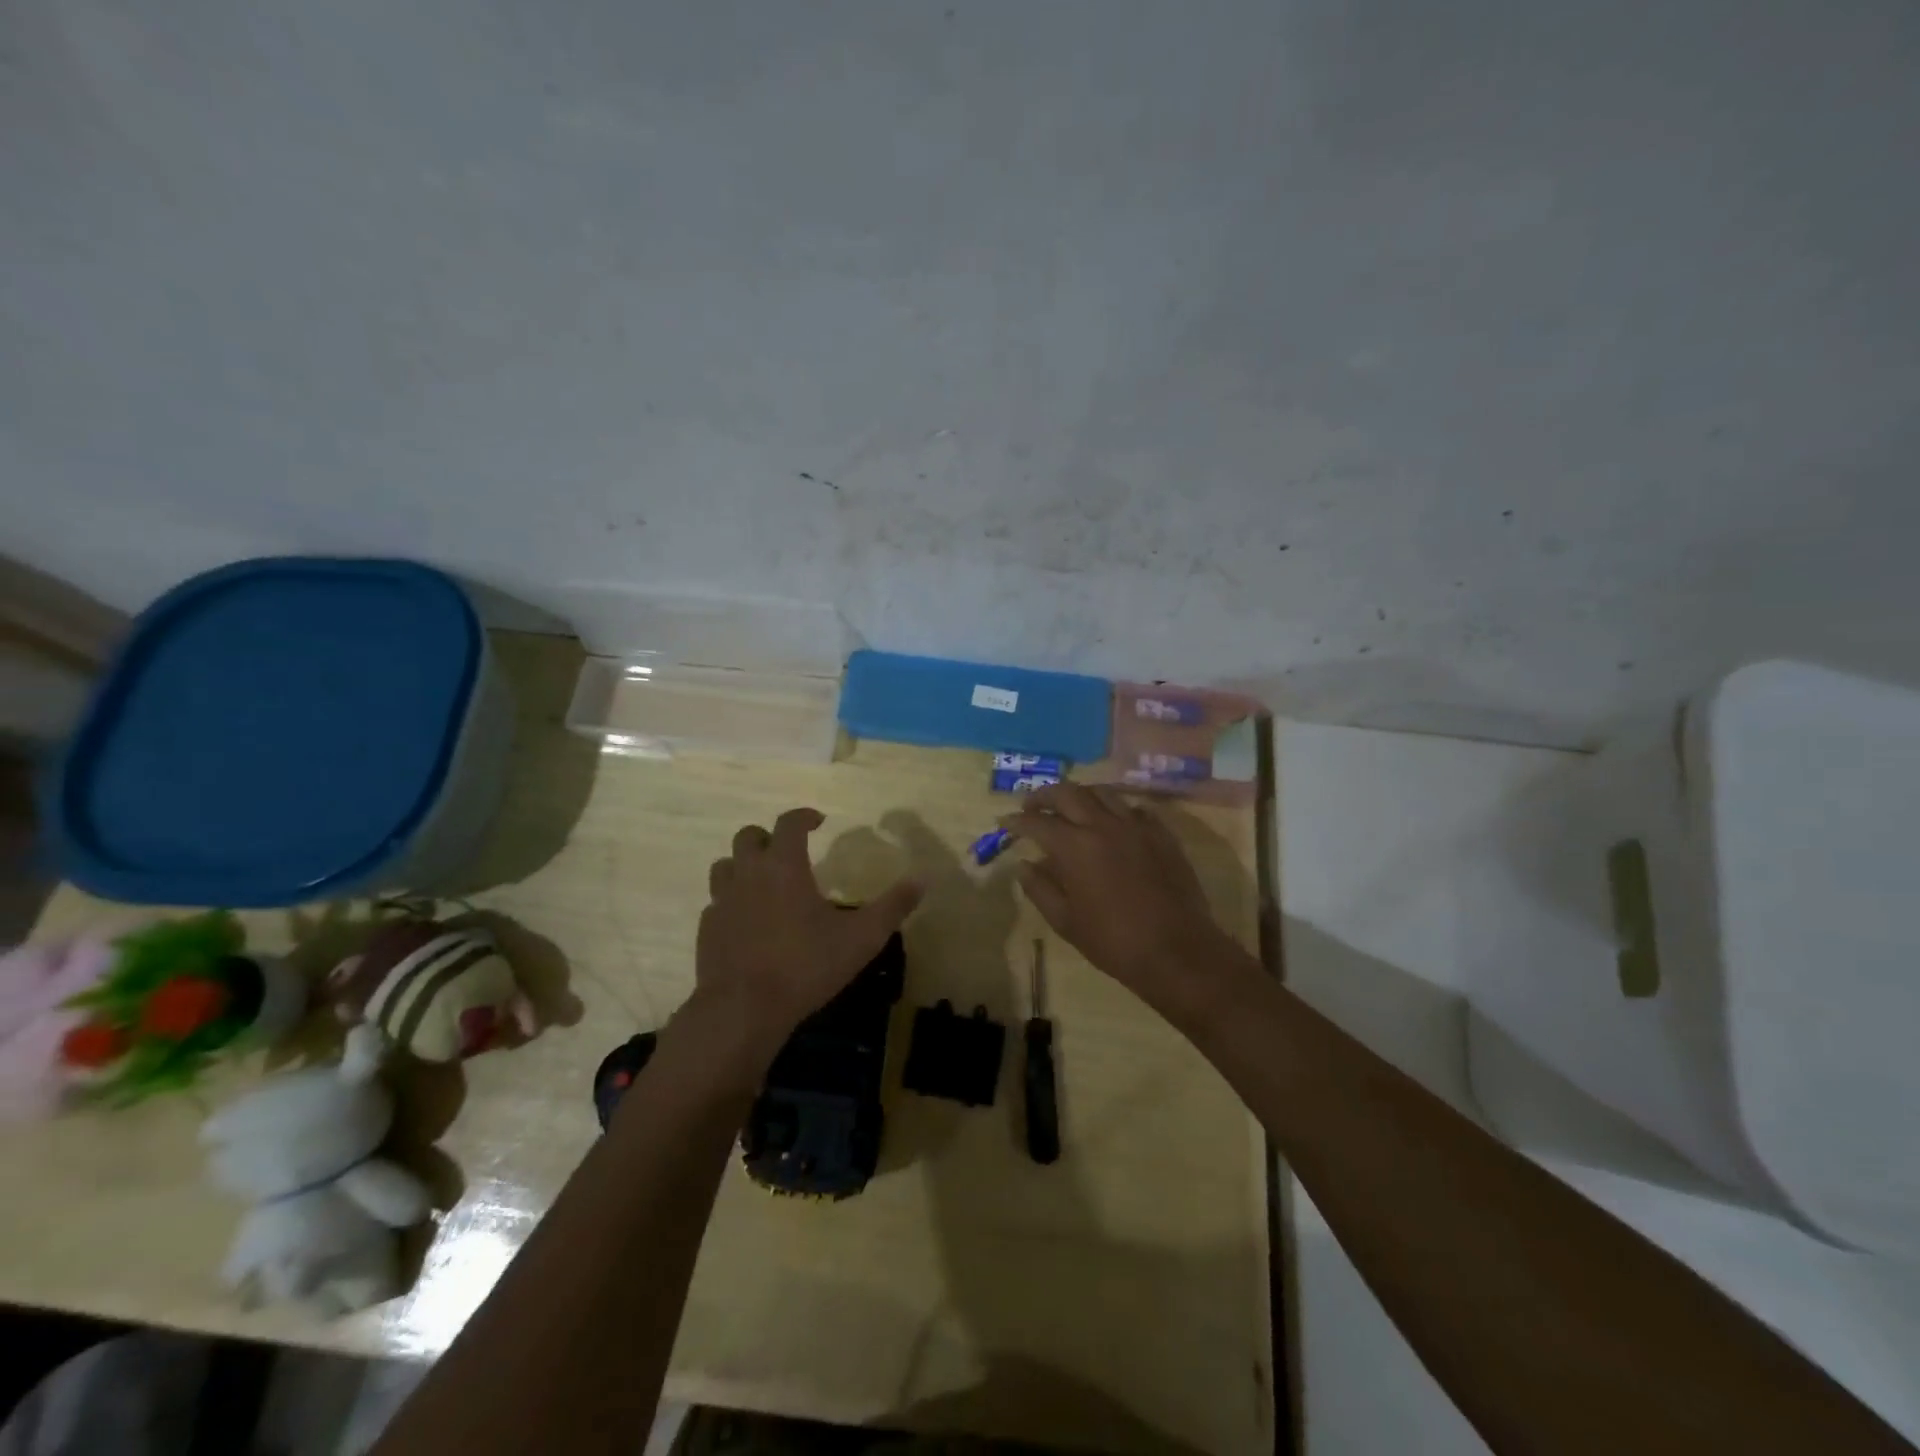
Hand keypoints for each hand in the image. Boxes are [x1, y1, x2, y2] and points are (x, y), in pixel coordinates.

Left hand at [696, 808, 921, 1059]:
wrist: (743, 1010)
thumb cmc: (805, 966)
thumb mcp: (861, 938)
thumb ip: (892, 907)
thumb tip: (921, 881)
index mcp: (784, 866)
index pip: (789, 823)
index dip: (804, 816)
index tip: (819, 821)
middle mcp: (748, 874)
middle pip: (749, 837)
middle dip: (769, 837)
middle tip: (789, 851)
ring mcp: (722, 901)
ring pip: (725, 866)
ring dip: (744, 865)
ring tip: (764, 882)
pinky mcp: (707, 929)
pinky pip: (717, 903)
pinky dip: (732, 902)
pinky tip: (748, 921)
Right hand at [1006, 784, 1240, 1020]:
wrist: (1177, 951)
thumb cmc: (1114, 942)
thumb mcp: (1066, 922)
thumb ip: (1040, 889)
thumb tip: (1024, 865)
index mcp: (1075, 847)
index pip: (1037, 822)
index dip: (1017, 821)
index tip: (1005, 822)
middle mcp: (1103, 825)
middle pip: (1068, 793)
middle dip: (1044, 796)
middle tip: (1032, 805)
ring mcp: (1136, 825)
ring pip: (1102, 792)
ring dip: (1080, 795)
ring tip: (1070, 807)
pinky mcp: (1162, 833)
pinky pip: (1133, 808)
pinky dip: (1114, 809)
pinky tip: (1111, 822)